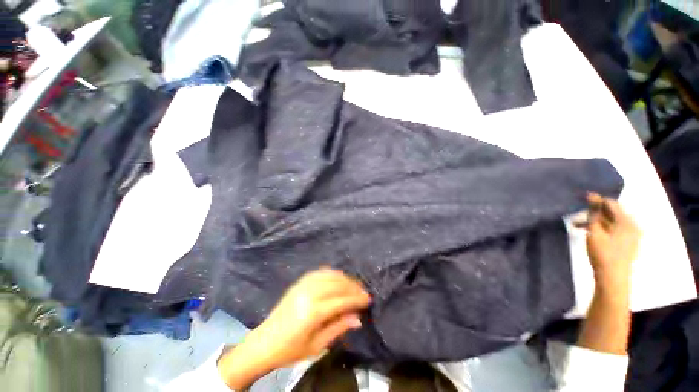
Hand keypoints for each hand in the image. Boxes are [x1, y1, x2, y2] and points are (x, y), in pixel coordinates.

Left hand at [249, 268, 370, 367]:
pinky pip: (320, 272)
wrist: (264, 342)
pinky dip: (332, 273)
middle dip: (353, 286)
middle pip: (337, 284)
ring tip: (354, 285)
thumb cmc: (290, 350)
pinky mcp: (299, 282)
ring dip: (345, 278)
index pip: (341, 300)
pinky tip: (338, 277)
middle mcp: (309, 293)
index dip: (357, 299)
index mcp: (312, 311)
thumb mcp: (317, 346)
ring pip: (330, 275)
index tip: (368, 299)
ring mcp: (303, 285)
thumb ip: (338, 328)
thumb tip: (358, 318)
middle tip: (364, 292)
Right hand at [583, 193, 640, 289]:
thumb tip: (591, 196)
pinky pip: (614, 230)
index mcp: (626, 221)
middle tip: (577, 217)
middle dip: (594, 214)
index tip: (580, 200)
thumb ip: (594, 213)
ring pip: (611, 222)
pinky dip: (602, 229)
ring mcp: (631, 235)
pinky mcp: (627, 243)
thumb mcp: (594, 231)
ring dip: (595, 222)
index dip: (596, 200)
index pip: (611, 203)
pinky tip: (591, 234)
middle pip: (612, 213)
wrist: (612, 278)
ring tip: (579, 227)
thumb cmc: (602, 253)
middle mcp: (632, 226)